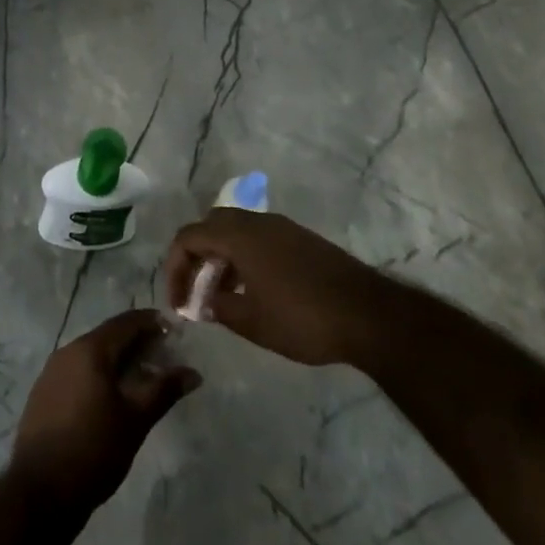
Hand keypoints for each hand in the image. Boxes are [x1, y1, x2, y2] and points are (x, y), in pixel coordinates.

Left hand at [10, 310, 200, 515]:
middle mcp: (67, 351)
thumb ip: (164, 390)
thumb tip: (193, 373)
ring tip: (143, 378)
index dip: (151, 322)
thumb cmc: (94, 449)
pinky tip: (112, 397)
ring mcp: (51, 372)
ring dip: (118, 360)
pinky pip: (78, 372)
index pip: (125, 322)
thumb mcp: (136, 420)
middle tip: (164, 356)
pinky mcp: (44, 394)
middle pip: (108, 336)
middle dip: (137, 343)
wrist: (40, 491)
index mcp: (89, 350)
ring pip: (92, 355)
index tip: (174, 330)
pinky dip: (99, 375)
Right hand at [163, 208, 385, 366]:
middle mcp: (258, 222)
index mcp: (239, 236)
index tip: (177, 302)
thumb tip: (202, 302)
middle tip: (195, 293)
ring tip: (221, 298)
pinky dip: (244, 259)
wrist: (369, 315)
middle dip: (196, 258)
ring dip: (221, 259)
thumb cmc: (303, 319)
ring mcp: (283, 228)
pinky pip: (259, 239)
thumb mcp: (252, 321)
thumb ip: (219, 307)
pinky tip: (253, 292)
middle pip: (211, 227)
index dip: (175, 267)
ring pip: (236, 232)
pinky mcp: (301, 240)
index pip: (189, 237)